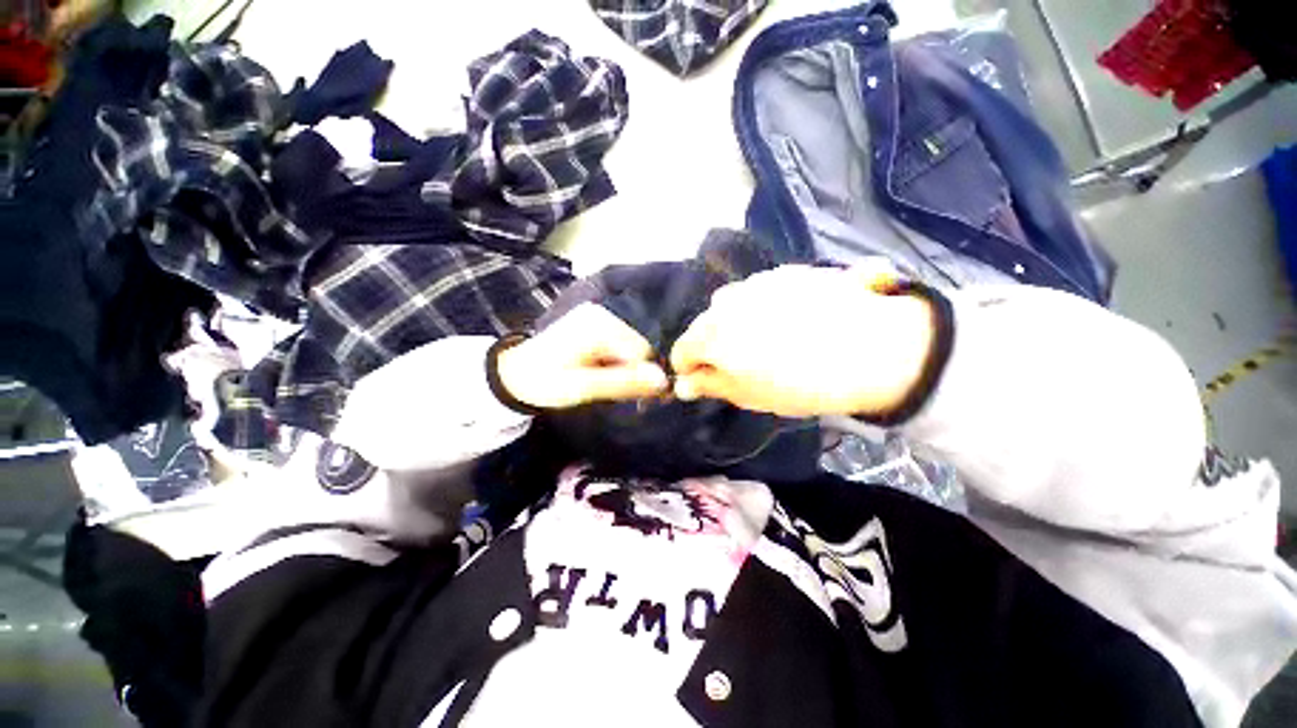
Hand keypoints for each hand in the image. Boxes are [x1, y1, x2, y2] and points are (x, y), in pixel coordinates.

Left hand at [497, 303, 668, 409]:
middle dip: (634, 374)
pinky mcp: (597, 326)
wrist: (514, 373)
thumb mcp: (582, 387)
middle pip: (639, 348)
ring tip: (606, 386)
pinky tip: (603, 375)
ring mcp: (600, 318)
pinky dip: (617, 365)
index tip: (637, 401)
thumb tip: (664, 381)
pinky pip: (620, 347)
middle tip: (619, 396)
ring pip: (632, 349)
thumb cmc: (544, 382)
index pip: (642, 352)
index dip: (644, 378)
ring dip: (626, 371)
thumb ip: (622, 383)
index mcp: (599, 326)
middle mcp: (603, 315)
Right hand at [670, 265, 934, 417]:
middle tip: (743, 364)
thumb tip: (684, 385)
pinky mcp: (785, 272)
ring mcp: (756, 282)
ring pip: (731, 304)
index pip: (682, 350)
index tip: (707, 380)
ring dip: (737, 322)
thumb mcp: (749, 395)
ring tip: (768, 339)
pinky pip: (759, 291)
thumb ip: (711, 385)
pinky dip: (762, 306)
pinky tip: (791, 320)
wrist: (874, 348)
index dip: (690, 368)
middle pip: (705, 324)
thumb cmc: (802, 383)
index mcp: (712, 334)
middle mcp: (727, 301)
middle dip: (714, 344)